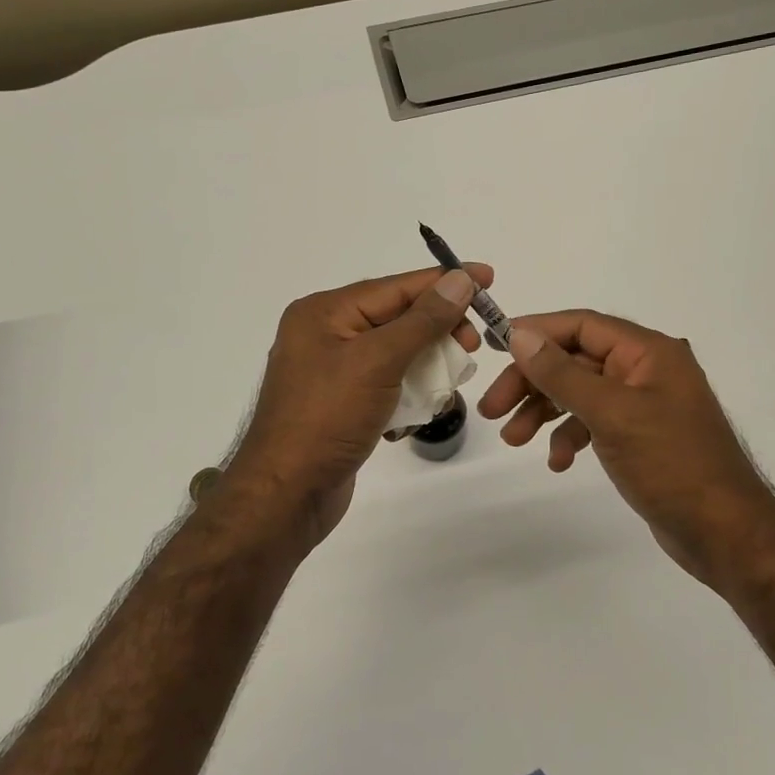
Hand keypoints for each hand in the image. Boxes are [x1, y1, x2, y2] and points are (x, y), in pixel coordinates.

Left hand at [225, 265, 490, 548]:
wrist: (286, 496)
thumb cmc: (328, 419)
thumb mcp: (378, 361)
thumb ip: (423, 319)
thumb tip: (460, 279)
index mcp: (325, 312)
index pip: (396, 286)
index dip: (445, 282)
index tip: (488, 278)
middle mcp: (326, 334)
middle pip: (398, 318)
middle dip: (438, 331)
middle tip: (471, 347)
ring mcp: (333, 371)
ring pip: (397, 353)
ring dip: (426, 367)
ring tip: (448, 385)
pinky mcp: (342, 404)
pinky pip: (387, 384)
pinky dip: (408, 394)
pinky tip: (418, 413)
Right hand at [478, 311, 774, 587]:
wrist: (723, 532)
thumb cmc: (671, 464)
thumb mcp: (611, 414)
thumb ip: (563, 373)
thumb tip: (520, 335)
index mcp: (648, 352)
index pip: (582, 325)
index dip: (537, 332)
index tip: (495, 347)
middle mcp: (646, 369)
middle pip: (575, 360)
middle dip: (532, 382)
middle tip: (492, 409)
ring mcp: (643, 403)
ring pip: (579, 393)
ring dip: (543, 412)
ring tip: (513, 440)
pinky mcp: (639, 435)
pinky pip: (593, 422)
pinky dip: (570, 435)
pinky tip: (558, 461)